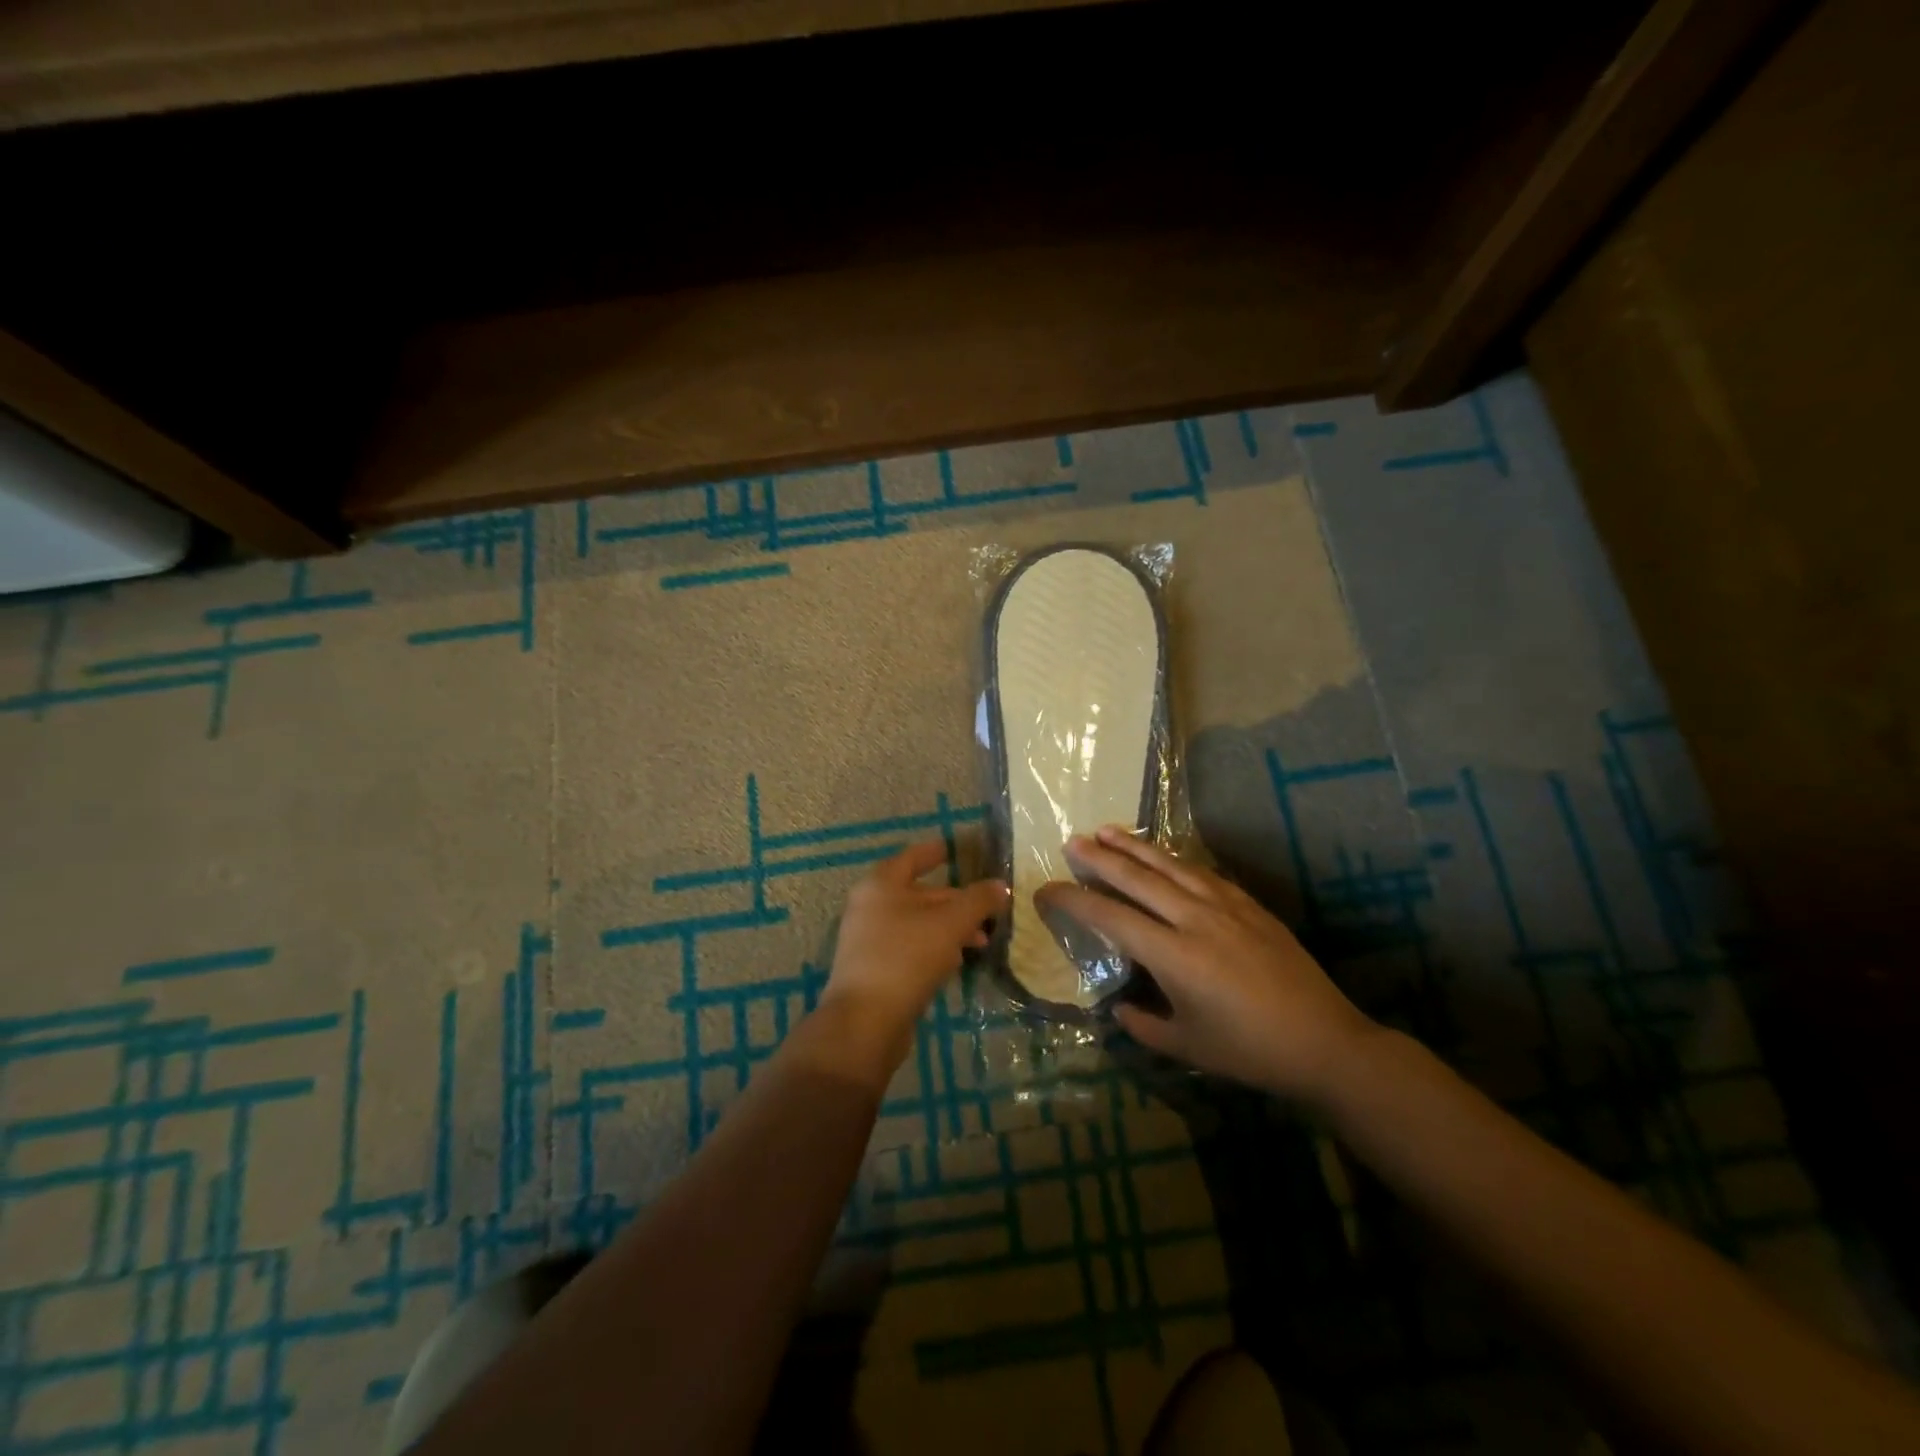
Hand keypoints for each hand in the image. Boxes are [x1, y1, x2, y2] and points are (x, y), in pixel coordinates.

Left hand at [820, 840, 1007, 1077]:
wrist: (865, 1021)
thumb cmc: (906, 957)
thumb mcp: (950, 923)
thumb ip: (978, 901)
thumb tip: (1001, 886)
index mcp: (881, 884)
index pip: (914, 857)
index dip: (937, 851)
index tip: (957, 848)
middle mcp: (870, 906)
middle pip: (919, 893)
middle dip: (955, 900)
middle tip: (988, 909)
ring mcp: (868, 939)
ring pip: (917, 923)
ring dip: (949, 928)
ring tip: (982, 942)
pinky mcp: (874, 969)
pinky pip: (909, 948)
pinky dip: (934, 949)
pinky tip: (956, 962)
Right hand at [1038, 825, 1377, 1101]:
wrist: (1325, 1042)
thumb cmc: (1250, 1051)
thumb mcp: (1186, 1045)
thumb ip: (1143, 1024)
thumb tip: (1118, 1008)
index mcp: (1173, 955)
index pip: (1109, 917)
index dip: (1073, 900)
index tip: (1046, 890)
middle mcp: (1194, 919)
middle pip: (1136, 877)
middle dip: (1099, 857)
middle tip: (1072, 842)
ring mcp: (1225, 906)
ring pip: (1169, 865)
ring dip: (1135, 846)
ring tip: (1107, 830)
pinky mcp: (1249, 905)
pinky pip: (1202, 872)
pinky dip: (1175, 859)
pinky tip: (1164, 856)